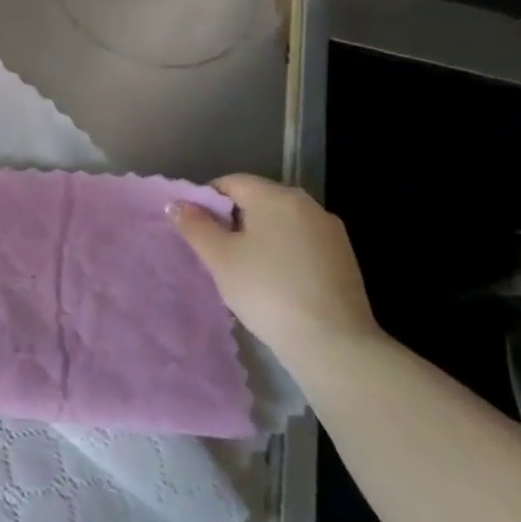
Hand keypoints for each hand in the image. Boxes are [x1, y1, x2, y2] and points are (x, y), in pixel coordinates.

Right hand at [170, 173, 378, 359]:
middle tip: (214, 251)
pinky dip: (282, 252)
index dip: (206, 200)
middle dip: (233, 219)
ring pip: (281, 222)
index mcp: (275, 196)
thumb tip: (177, 204)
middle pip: (258, 199)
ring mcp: (329, 230)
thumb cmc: (266, 290)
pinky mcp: (343, 256)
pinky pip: (301, 242)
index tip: (195, 229)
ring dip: (258, 236)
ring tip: (243, 269)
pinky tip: (274, 281)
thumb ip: (195, 225)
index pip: (230, 182)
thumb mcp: (219, 258)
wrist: (331, 339)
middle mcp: (306, 203)